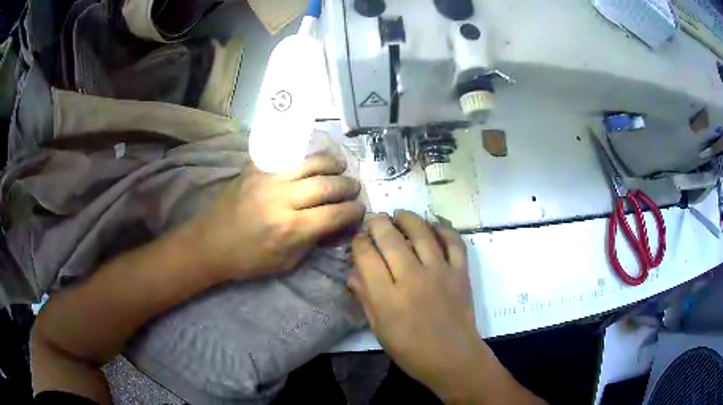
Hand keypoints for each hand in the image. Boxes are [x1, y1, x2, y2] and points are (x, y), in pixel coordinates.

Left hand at [196, 154, 365, 280]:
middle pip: (326, 184)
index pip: (335, 214)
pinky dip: (302, 155)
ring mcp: (267, 178)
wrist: (212, 242)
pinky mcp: (255, 168)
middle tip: (354, 188)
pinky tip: (311, 159)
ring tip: (340, 167)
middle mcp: (282, 198)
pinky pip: (284, 153)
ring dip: (331, 163)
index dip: (353, 211)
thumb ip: (314, 240)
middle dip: (347, 186)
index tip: (360, 209)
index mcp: (291, 228)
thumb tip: (337, 223)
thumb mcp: (287, 261)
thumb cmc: (250, 259)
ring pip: (310, 162)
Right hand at [348, 211, 484, 397]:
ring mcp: (440, 272)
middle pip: (390, 238)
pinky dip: (444, 229)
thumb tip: (353, 272)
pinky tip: (433, 226)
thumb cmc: (411, 350)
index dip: (358, 242)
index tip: (358, 239)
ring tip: (400, 215)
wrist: (453, 358)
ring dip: (408, 218)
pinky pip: (453, 242)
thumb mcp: (379, 329)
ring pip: (421, 232)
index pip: (366, 256)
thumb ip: (365, 297)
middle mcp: (412, 278)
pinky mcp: (460, 272)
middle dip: (378, 223)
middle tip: (375, 220)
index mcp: (387, 297)